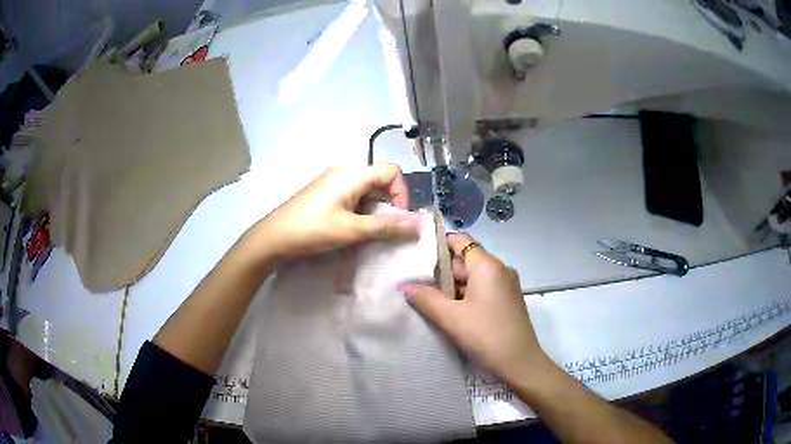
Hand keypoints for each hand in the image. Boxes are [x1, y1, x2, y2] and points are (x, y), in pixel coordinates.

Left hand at [250, 164, 418, 260]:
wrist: (273, 237)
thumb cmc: (312, 230)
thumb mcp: (351, 230)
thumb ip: (386, 227)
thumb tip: (418, 226)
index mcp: (352, 174)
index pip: (392, 171)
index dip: (402, 192)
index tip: (398, 218)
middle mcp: (344, 172)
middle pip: (380, 179)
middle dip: (390, 203)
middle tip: (385, 229)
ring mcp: (332, 181)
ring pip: (367, 189)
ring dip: (375, 208)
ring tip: (369, 231)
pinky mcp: (325, 193)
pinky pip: (353, 195)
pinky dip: (362, 209)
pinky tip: (353, 227)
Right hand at [398, 234, 551, 384]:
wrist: (520, 362)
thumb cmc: (485, 335)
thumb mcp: (450, 317)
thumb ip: (425, 298)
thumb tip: (403, 285)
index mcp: (487, 265)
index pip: (460, 241)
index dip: (438, 244)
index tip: (416, 255)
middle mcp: (499, 269)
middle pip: (465, 259)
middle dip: (441, 270)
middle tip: (416, 281)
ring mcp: (506, 284)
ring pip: (473, 276)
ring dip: (453, 286)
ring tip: (428, 296)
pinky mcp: (508, 299)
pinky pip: (483, 288)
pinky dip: (466, 294)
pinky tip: (450, 309)